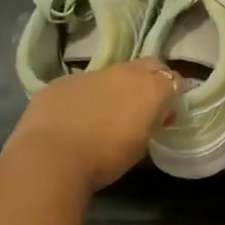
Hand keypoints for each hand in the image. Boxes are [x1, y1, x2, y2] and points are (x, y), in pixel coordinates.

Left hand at [3, 59, 180, 193]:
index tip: (167, 112)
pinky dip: (83, 97)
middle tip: (143, 105)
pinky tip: (74, 118)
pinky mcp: (60, 82)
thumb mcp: (142, 145)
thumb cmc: (106, 158)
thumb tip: (154, 115)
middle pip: (147, 66)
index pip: (173, 78)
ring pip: (111, 75)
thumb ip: (151, 122)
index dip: (173, 93)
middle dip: (150, 79)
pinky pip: (80, 85)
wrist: (51, 158)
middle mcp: (124, 73)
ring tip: (104, 115)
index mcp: (150, 88)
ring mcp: (90, 74)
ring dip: (114, 89)